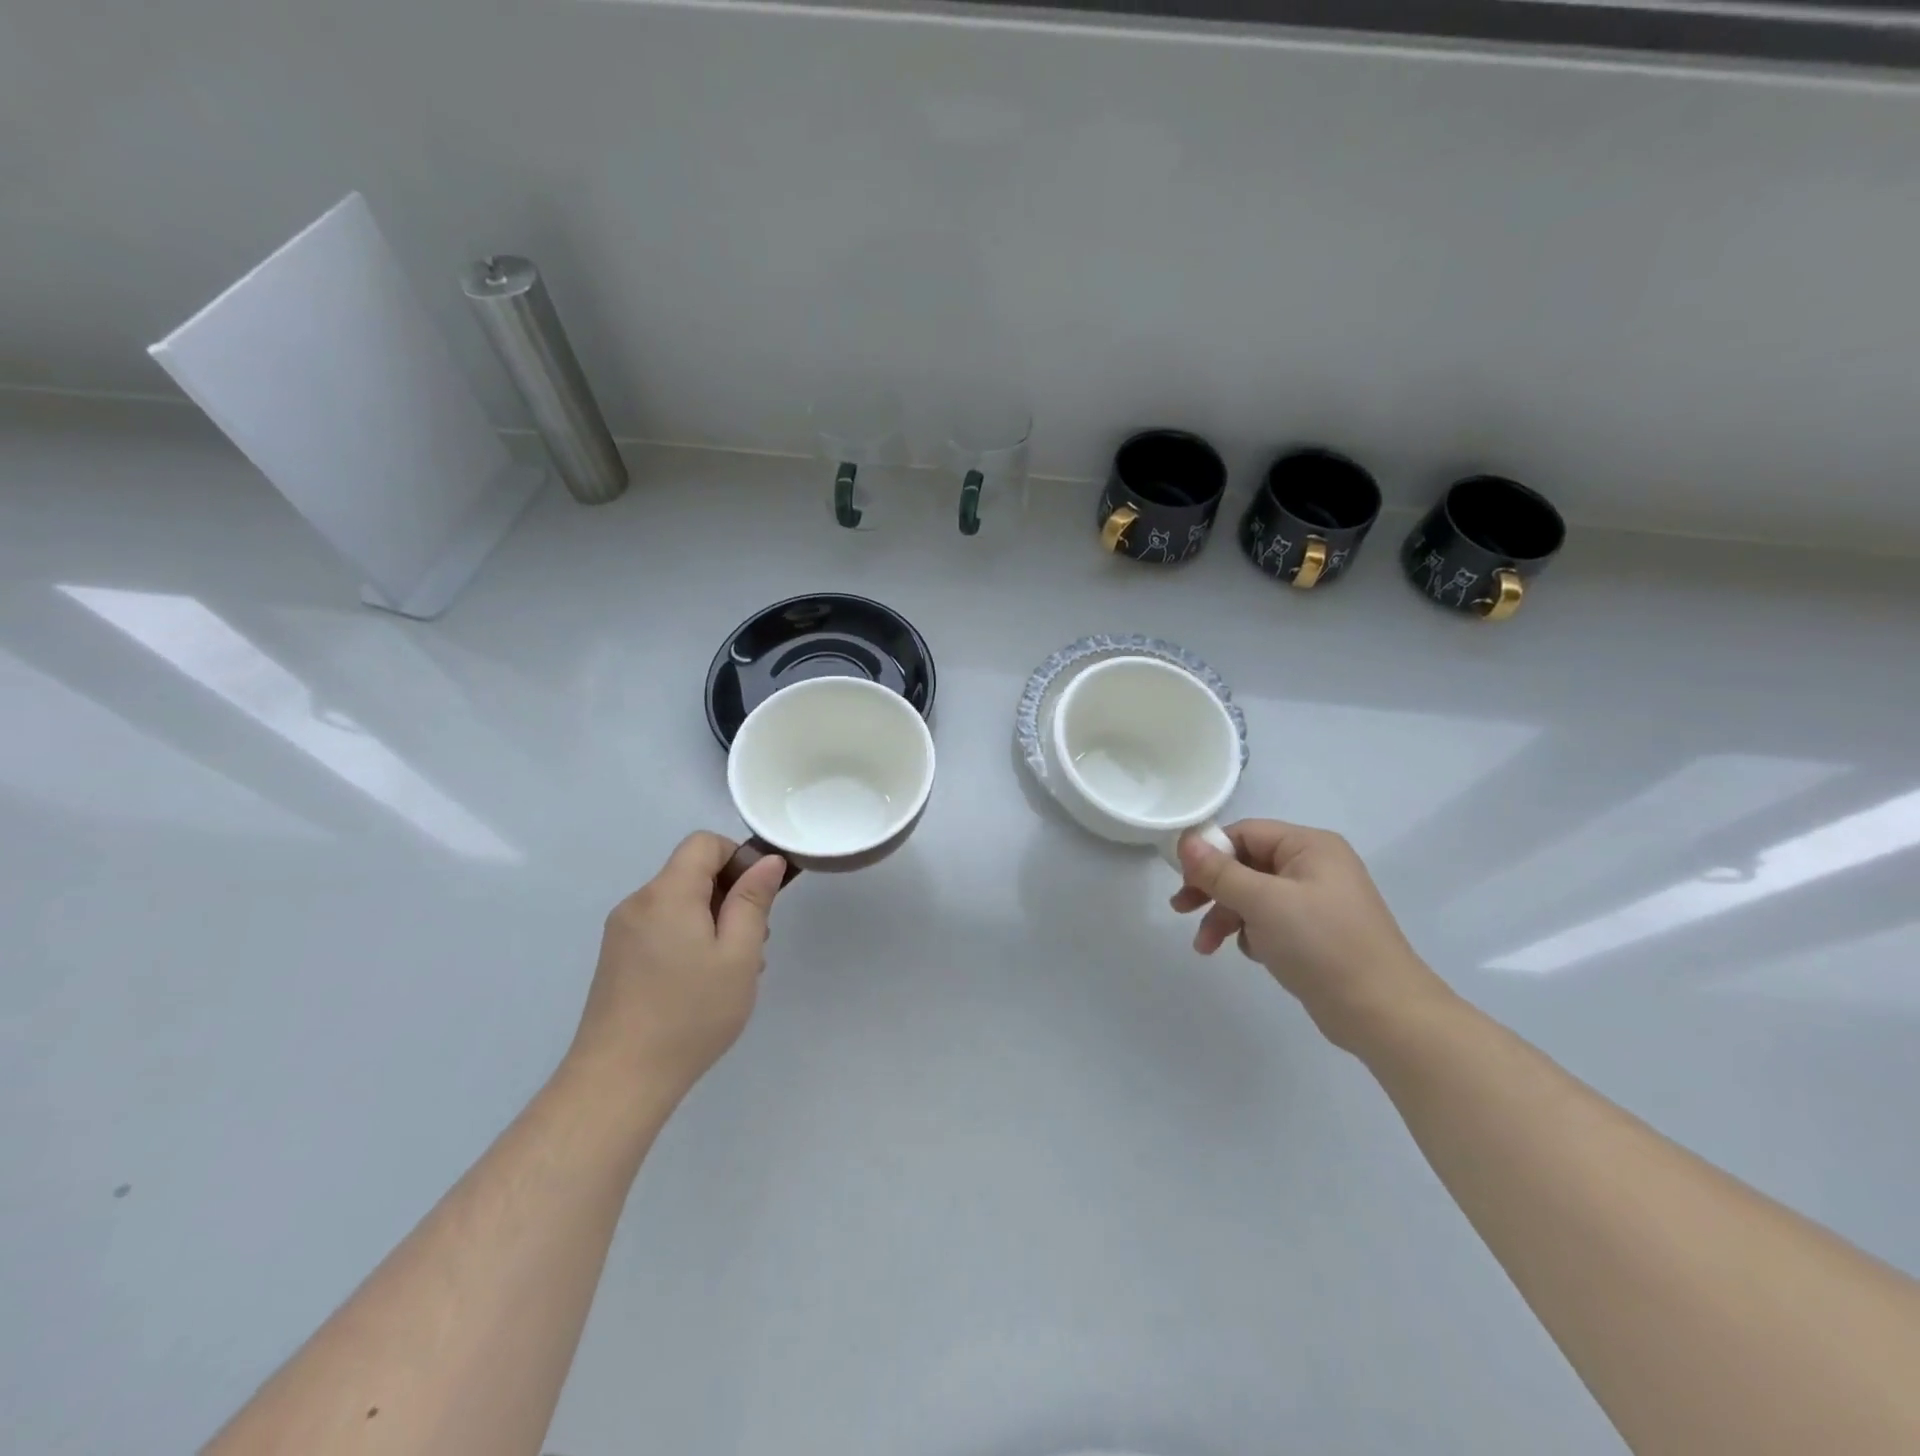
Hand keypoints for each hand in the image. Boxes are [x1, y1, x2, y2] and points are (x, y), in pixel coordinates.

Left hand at [566, 832, 787, 1102]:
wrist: (618, 1081)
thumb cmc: (689, 1014)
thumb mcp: (739, 955)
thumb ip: (753, 901)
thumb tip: (767, 860)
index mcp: (667, 893)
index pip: (704, 843)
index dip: (737, 857)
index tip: (759, 897)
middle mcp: (639, 902)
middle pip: (691, 873)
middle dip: (729, 895)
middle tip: (754, 943)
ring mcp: (622, 932)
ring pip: (679, 903)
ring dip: (712, 922)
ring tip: (732, 971)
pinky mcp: (616, 958)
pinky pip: (662, 928)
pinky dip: (689, 939)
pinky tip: (702, 984)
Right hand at [1171, 819, 1448, 1049]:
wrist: (1382, 1013)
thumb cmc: (1321, 944)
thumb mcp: (1263, 902)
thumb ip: (1220, 872)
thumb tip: (1185, 840)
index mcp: (1309, 846)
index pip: (1245, 833)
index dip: (1210, 852)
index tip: (1182, 879)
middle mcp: (1314, 866)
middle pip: (1246, 865)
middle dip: (1213, 889)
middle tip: (1181, 909)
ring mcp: (1316, 901)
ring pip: (1254, 896)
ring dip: (1226, 917)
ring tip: (1205, 947)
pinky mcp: (1315, 933)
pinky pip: (1270, 921)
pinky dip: (1252, 934)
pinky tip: (1252, 954)